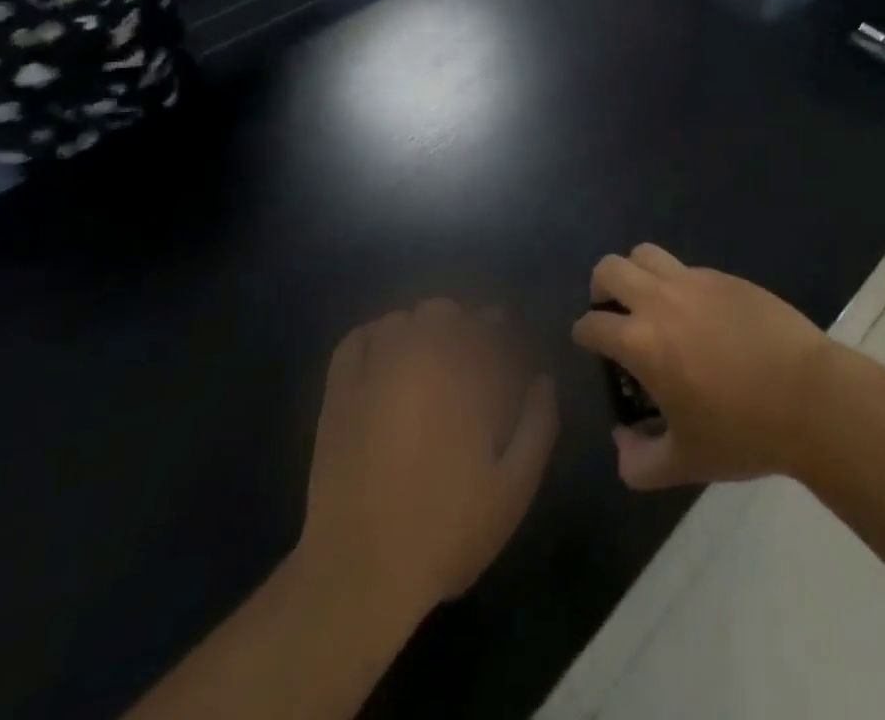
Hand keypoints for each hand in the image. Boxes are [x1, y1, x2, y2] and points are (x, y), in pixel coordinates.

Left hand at [297, 301, 557, 630]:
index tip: (507, 347)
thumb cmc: (447, 529)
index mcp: (466, 378)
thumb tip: (544, 379)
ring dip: (420, 329)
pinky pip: (357, 339)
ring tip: (428, 358)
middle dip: (462, 324)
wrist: (362, 573)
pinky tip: (385, 359)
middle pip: (444, 311)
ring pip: (402, 319)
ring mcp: (375, 372)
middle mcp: (421, 360)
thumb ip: (538, 423)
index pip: (489, 326)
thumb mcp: (514, 487)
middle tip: (469, 357)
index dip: (501, 329)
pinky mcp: (340, 393)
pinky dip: (375, 336)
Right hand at [571, 245, 832, 489]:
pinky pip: (687, 268)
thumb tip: (622, 444)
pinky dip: (678, 283)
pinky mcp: (726, 277)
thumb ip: (639, 462)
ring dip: (636, 273)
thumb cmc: (743, 432)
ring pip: (646, 253)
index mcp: (641, 342)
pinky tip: (699, 316)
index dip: (584, 335)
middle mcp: (660, 301)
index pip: (592, 324)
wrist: (810, 397)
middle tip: (614, 316)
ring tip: (650, 304)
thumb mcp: (686, 463)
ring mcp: (695, 282)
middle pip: (610, 269)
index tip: (592, 348)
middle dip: (601, 289)